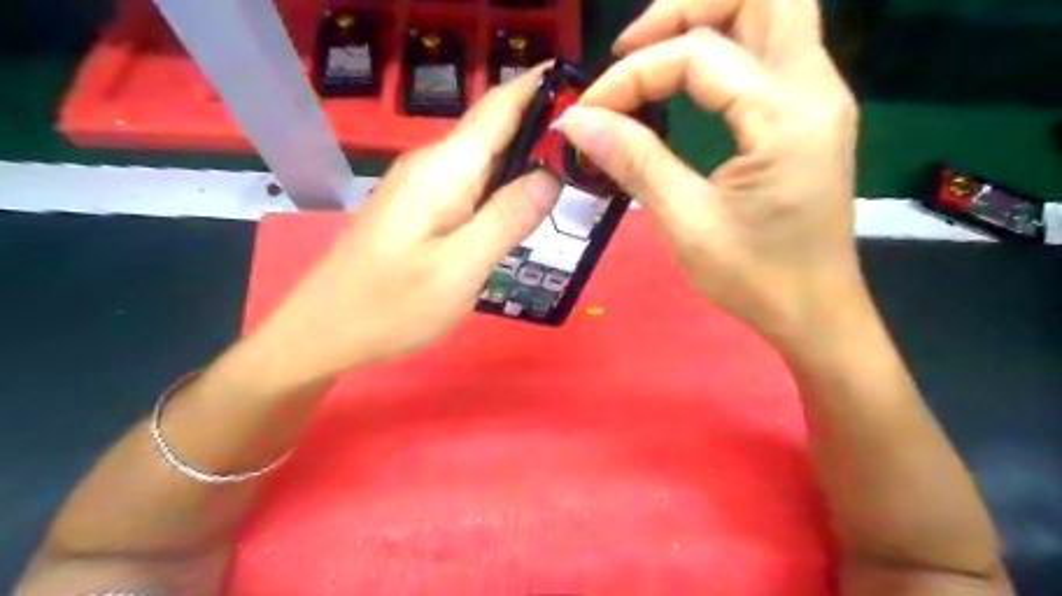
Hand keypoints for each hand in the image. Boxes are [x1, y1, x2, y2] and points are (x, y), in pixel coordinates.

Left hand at [249, 66, 559, 385]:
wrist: (325, 329)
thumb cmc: (391, 305)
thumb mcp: (459, 269)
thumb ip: (506, 220)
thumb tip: (551, 176)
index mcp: (445, 169)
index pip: (500, 106)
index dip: (543, 91)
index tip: (588, 101)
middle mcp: (433, 164)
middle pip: (496, 131)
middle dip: (544, 134)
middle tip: (593, 156)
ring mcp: (423, 185)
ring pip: (486, 160)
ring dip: (526, 163)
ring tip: (572, 179)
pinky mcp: (421, 206)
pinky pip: (472, 184)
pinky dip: (503, 188)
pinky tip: (523, 209)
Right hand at [559, 0, 866, 347]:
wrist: (814, 313)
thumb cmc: (756, 278)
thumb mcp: (688, 222)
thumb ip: (636, 162)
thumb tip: (578, 121)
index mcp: (788, 116)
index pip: (700, 55)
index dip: (633, 75)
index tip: (590, 113)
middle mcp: (815, 87)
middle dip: (685, 9)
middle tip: (631, 49)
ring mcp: (818, 97)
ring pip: (769, 14)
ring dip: (704, 22)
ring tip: (649, 59)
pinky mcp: (807, 115)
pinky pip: (768, 52)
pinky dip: (722, 49)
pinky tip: (685, 82)